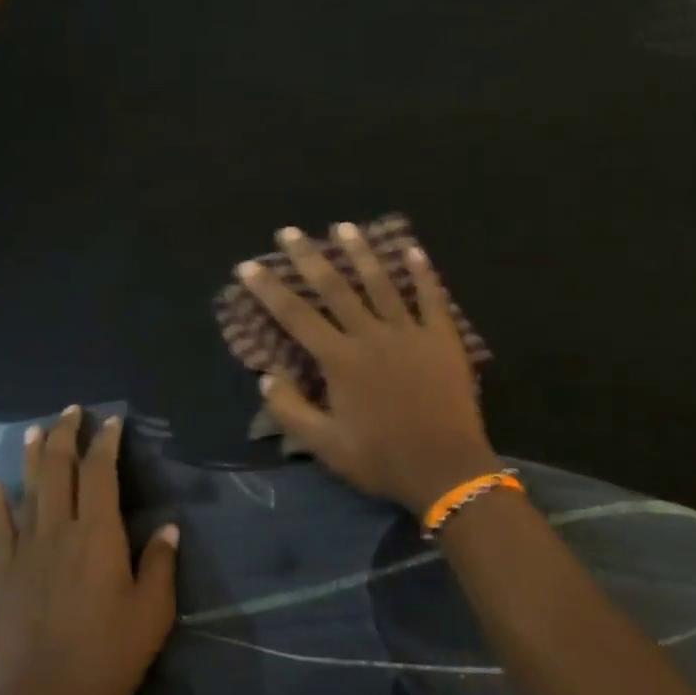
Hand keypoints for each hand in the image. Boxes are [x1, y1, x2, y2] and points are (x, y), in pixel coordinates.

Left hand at [0, 407, 177, 694]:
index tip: (112, 421)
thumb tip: (169, 527)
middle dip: (67, 435)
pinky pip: (0, 528)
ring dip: (33, 456)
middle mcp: (59, 531)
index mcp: (98, 534)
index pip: (101, 473)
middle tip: (72, 411)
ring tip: (36, 429)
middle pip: (60, 470)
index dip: (106, 442)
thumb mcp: (153, 611)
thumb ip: (160, 563)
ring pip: (28, 490)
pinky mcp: (4, 575)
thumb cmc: (109, 655)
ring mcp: (26, 551)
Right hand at [240, 224, 500, 514]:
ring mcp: (410, 333)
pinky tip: (413, 249)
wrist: (446, 467)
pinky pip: (431, 298)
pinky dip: (422, 273)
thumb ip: (290, 411)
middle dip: (309, 257)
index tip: (249, 266)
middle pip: (335, 288)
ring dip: (361, 253)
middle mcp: (371, 336)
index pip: (296, 316)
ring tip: (344, 227)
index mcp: (340, 360)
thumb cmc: (382, 459)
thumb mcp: (325, 446)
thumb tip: (267, 376)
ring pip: (381, 283)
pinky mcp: (442, 338)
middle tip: (289, 232)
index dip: (269, 289)